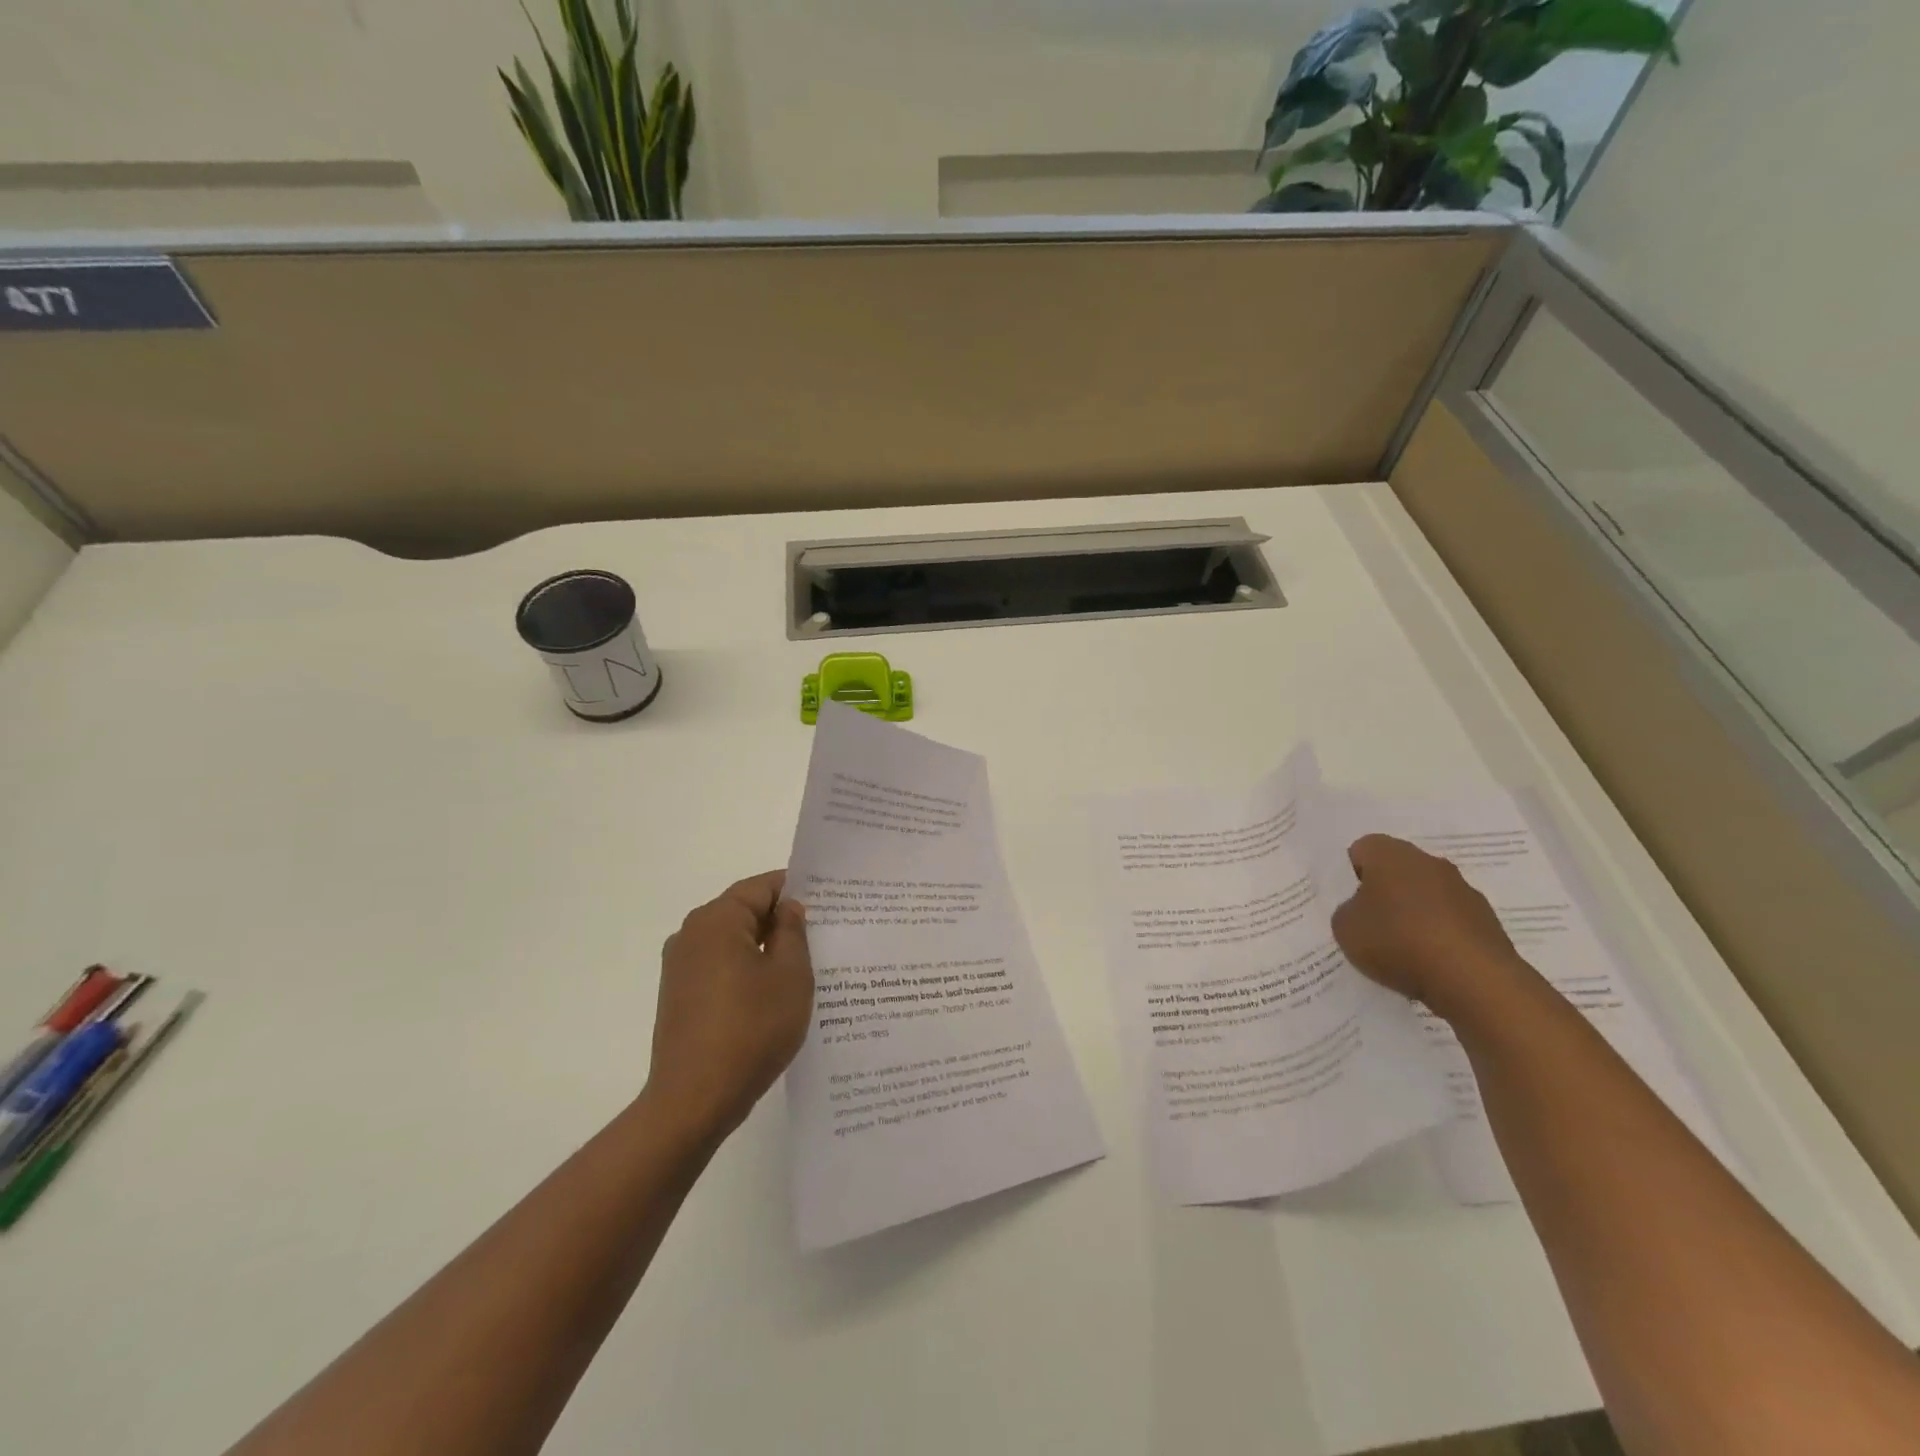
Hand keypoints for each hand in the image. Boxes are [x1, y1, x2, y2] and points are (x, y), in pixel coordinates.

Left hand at [643, 871, 813, 1142]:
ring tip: (804, 966)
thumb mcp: (790, 975)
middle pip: (744, 911)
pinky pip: (720, 967)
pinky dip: (747, 971)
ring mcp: (680, 967)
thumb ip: (792, 932)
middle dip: (782, 920)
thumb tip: (788, 908)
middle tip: (824, 934)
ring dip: (765, 948)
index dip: (796, 889)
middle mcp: (691, 934)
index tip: (828, 903)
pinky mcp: (679, 996)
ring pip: (733, 942)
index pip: (761, 886)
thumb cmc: (751, 1029)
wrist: (694, 1101)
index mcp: (716, 920)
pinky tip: (773, 995)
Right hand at [1330, 834, 1531, 1017]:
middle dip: (1384, 893)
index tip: (1348, 904)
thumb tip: (1362, 910)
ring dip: (1414, 914)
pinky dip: (1438, 936)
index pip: (1362, 850)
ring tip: (1401, 950)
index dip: (1350, 876)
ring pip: (1426, 895)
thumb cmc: (1397, 941)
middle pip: (1397, 871)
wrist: (1474, 980)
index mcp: (1390, 853)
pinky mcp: (1487, 921)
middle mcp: (1429, 862)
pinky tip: (1430, 962)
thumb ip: (1347, 911)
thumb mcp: (1345, 928)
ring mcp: (1464, 890)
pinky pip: (1450, 921)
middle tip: (1370, 925)